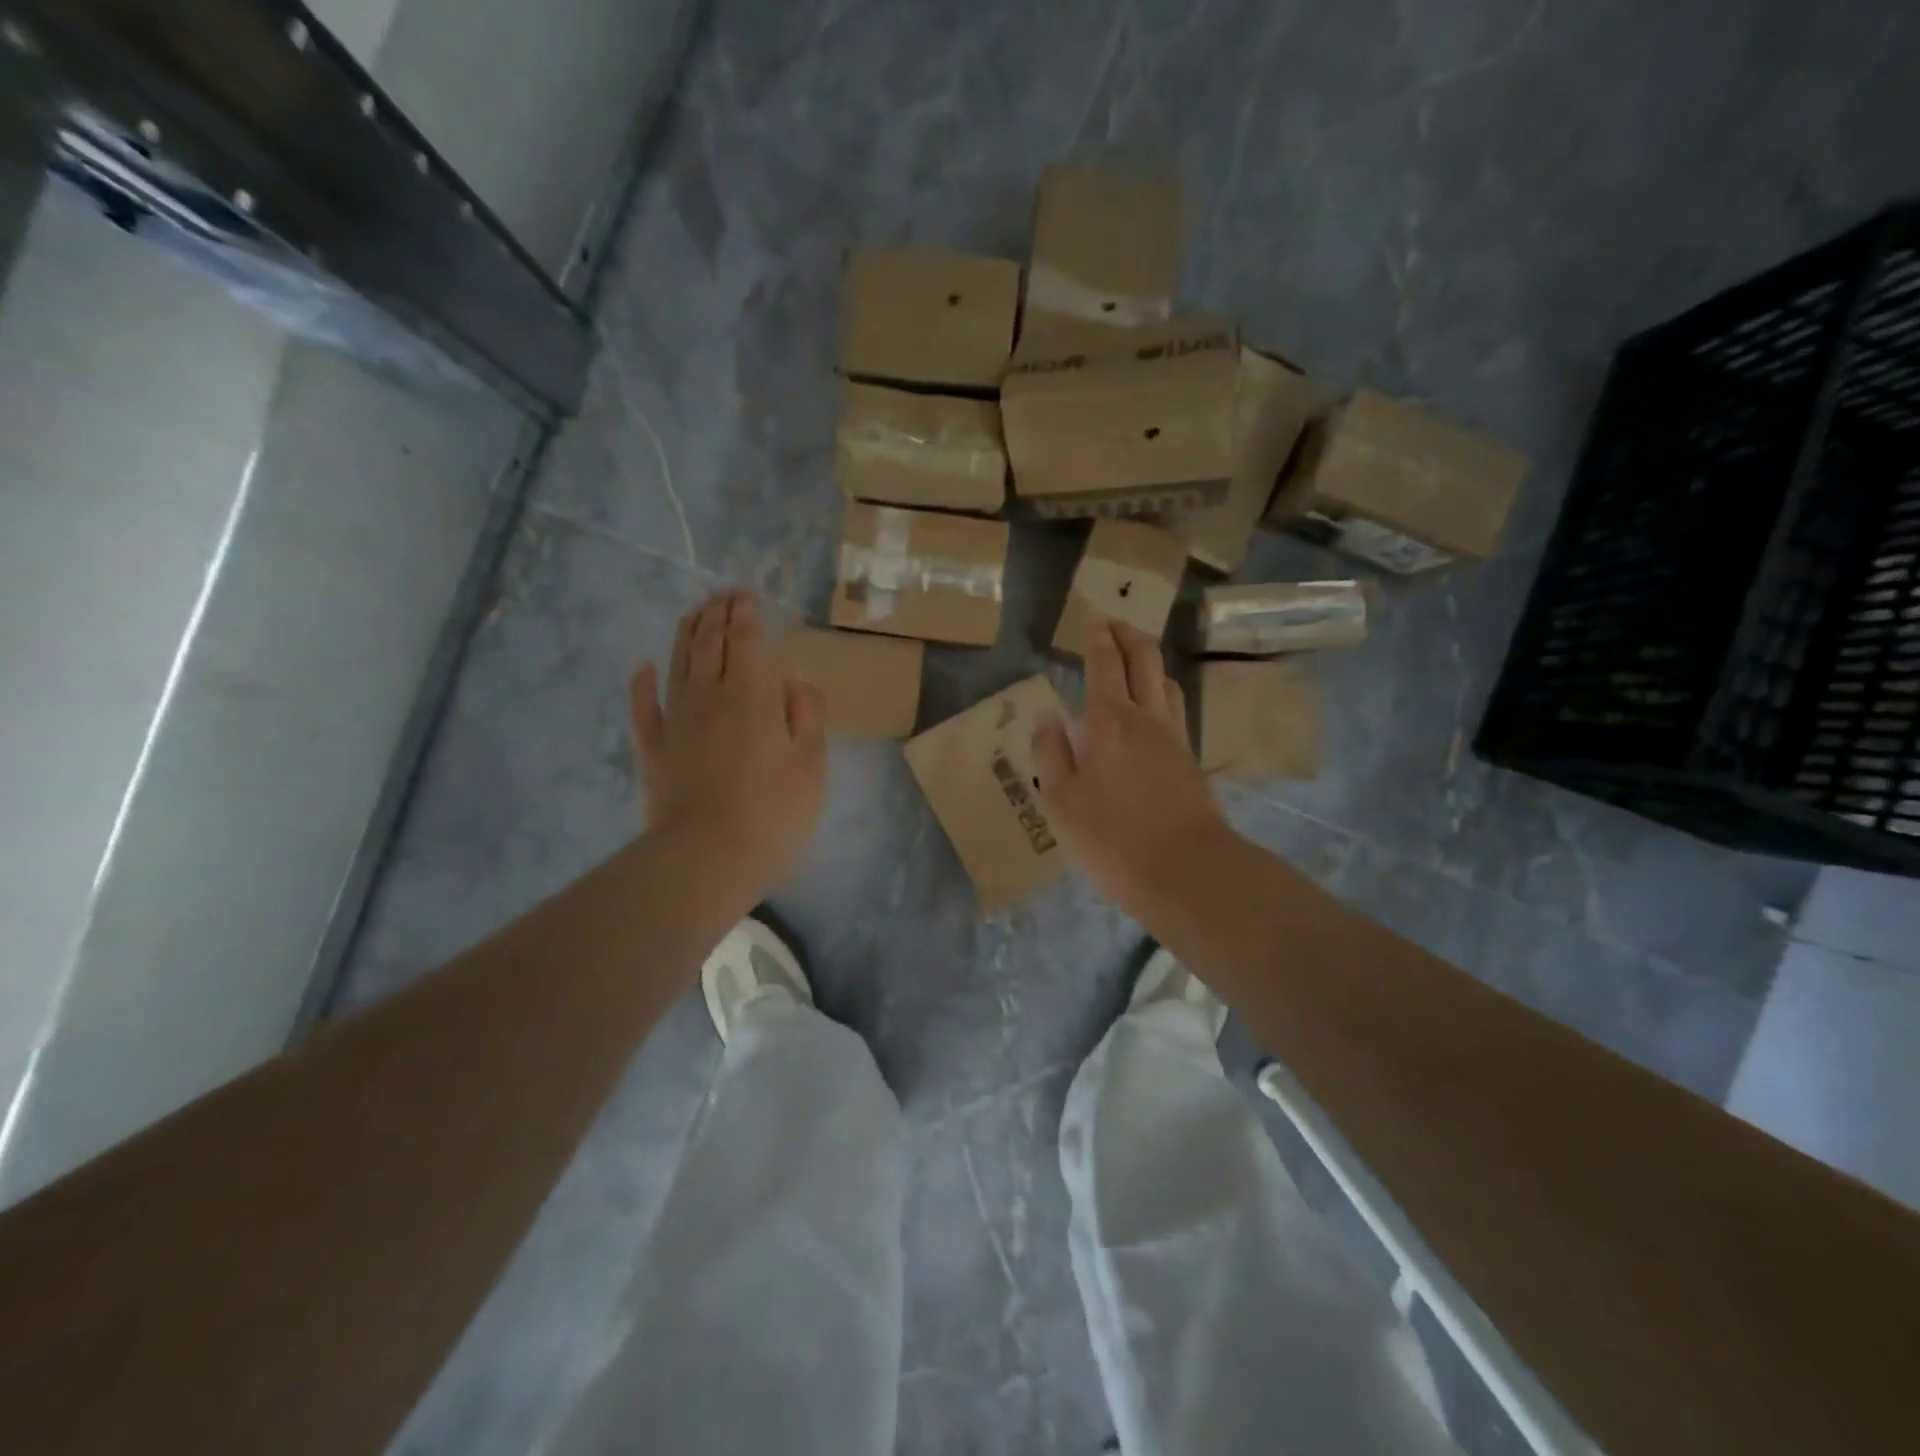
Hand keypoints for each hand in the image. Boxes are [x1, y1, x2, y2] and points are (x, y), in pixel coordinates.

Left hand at [629, 589, 826, 898]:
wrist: (705, 859)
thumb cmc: (773, 814)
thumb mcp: (812, 766)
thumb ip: (806, 715)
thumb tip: (793, 678)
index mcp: (753, 696)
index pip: (747, 641)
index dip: (746, 614)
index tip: (746, 594)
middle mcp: (709, 697)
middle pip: (710, 644)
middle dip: (717, 614)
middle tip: (722, 594)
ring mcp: (675, 721)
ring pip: (678, 664)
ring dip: (686, 634)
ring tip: (694, 612)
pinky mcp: (652, 749)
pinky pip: (643, 707)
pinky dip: (642, 683)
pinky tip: (644, 666)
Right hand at [1032, 616, 1233, 912]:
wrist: (1187, 871)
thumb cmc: (1113, 837)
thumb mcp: (1061, 801)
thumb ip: (1050, 753)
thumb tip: (1047, 717)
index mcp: (1110, 720)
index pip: (1105, 663)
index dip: (1098, 636)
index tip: (1093, 617)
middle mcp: (1147, 717)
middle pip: (1145, 658)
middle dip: (1128, 634)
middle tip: (1112, 623)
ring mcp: (1175, 737)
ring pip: (1166, 680)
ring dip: (1148, 660)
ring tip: (1132, 660)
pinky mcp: (1190, 759)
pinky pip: (1175, 708)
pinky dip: (1160, 691)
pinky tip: (1151, 709)